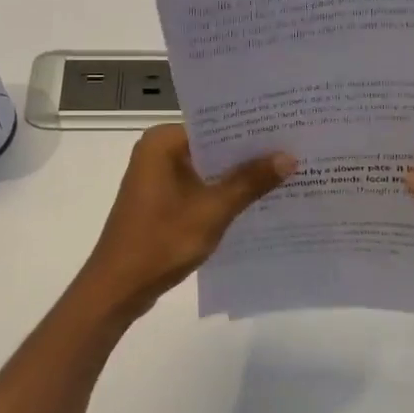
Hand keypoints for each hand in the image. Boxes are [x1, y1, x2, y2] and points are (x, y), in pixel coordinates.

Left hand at [77, 125, 294, 314]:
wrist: (118, 288)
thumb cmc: (161, 242)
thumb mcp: (212, 211)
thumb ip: (250, 181)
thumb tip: (289, 157)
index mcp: (162, 142)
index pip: (215, 124)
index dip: (251, 129)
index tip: (287, 129)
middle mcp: (157, 152)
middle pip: (212, 146)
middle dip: (249, 153)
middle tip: (295, 149)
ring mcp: (158, 177)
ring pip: (208, 168)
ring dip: (238, 175)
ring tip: (286, 172)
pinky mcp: (162, 200)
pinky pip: (199, 187)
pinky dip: (222, 193)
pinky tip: (257, 200)